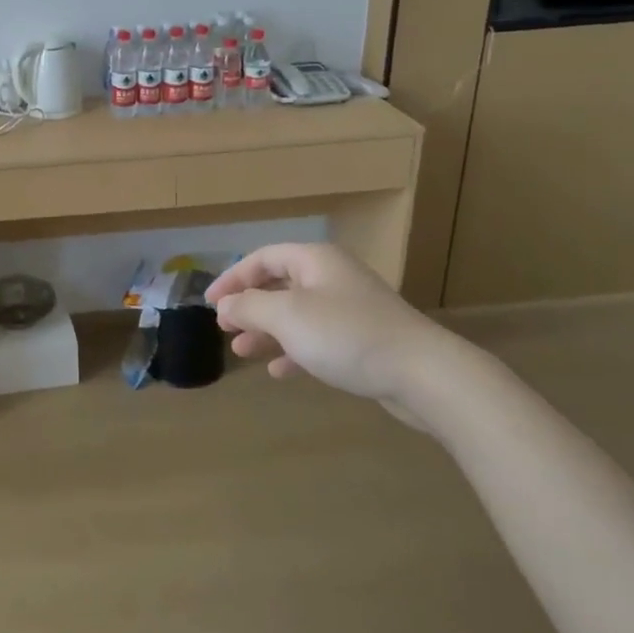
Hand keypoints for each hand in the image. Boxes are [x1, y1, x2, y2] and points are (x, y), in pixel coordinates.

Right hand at [205, 243, 461, 422]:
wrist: (423, 374)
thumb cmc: (346, 334)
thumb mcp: (287, 316)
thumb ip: (249, 307)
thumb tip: (225, 305)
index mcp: (314, 260)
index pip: (262, 258)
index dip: (232, 277)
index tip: (210, 303)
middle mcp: (331, 277)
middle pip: (279, 284)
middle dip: (249, 306)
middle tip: (225, 327)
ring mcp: (349, 309)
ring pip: (296, 314)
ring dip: (267, 331)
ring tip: (243, 351)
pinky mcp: (363, 340)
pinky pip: (317, 339)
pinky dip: (294, 350)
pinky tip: (278, 371)